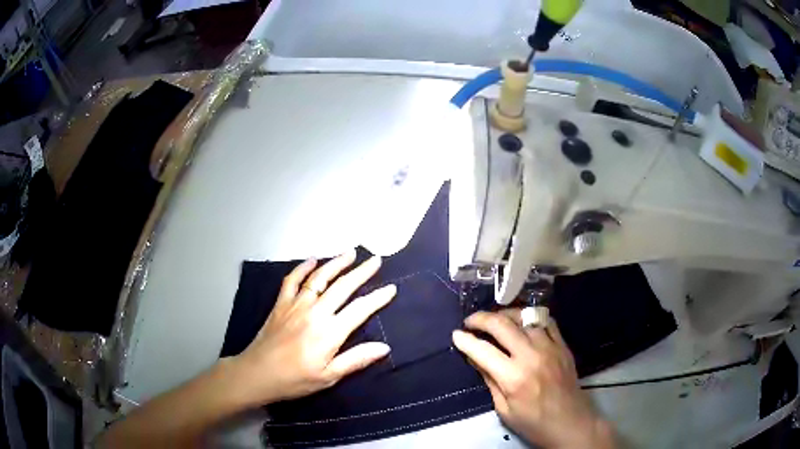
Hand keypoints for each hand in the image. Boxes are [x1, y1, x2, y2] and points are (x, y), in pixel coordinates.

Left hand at [231, 249, 395, 404]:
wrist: (257, 373)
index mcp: (329, 332)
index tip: (391, 288)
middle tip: (376, 260)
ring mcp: (296, 304)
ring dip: (336, 263)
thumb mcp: (329, 376)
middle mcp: (315, 312)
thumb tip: (384, 347)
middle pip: (343, 286)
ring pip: (319, 277)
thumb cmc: (295, 379)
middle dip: (361, 272)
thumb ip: (356, 360)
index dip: (378, 298)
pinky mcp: (281, 303)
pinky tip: (312, 260)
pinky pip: (292, 280)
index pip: (360, 309)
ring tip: (350, 253)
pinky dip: (303, 268)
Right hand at [452, 311, 615, 448]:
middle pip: (502, 325)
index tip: (456, 334)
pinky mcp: (563, 345)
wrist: (570, 422)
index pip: (482, 350)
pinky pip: (546, 320)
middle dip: (481, 318)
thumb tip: (475, 357)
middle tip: (470, 321)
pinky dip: (530, 318)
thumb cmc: (533, 422)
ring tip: (495, 320)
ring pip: (524, 316)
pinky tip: (523, 323)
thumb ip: (489, 380)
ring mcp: (550, 347)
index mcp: (513, 377)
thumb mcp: (504, 409)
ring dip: (505, 315)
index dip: (465, 340)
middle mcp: (531, 356)